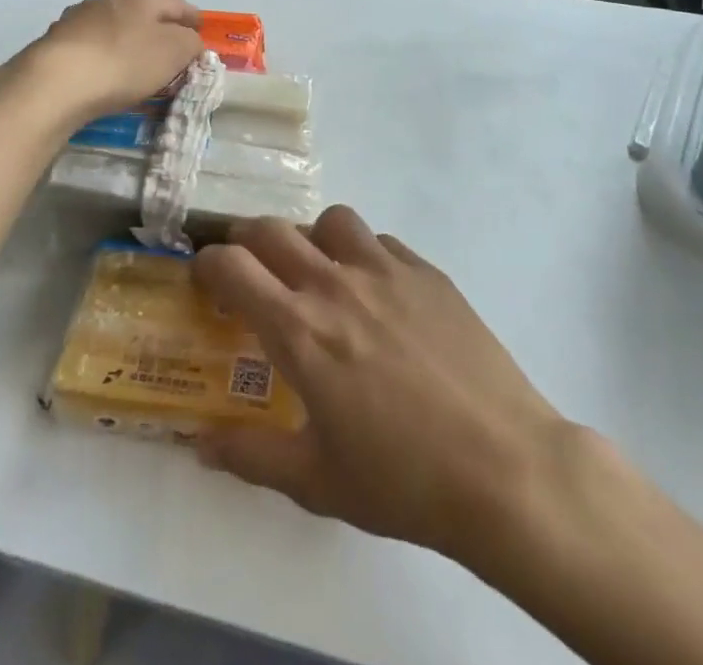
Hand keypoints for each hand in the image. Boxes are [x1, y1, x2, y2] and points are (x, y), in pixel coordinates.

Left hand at [7, 0, 203, 127]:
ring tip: (136, 73)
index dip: (194, 21)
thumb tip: (189, 42)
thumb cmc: (124, 62)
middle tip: (171, 60)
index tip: (201, 38)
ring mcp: (76, 19)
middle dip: (159, 34)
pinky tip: (104, 79)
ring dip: (128, 46)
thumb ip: (191, 44)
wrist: (53, 84)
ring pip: (115, 30)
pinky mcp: (54, 44)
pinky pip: (91, 50)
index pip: (178, 4)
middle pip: (144, 15)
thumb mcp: (175, 52)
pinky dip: (103, 60)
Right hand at [192, 207, 573, 562]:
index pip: (232, 266)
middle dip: (247, 242)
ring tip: (319, 274)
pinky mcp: (427, 272)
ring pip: (331, 220)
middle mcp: (335, 284)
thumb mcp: (316, 482)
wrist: (503, 467)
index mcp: (299, 330)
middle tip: (250, 271)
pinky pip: (381, 242)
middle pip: (272, 229)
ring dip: (312, 239)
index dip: (207, 265)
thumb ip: (250, 456)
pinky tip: (378, 294)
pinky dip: (364, 255)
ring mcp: (386, 270)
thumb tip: (198, 443)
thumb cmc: (403, 480)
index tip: (205, 281)